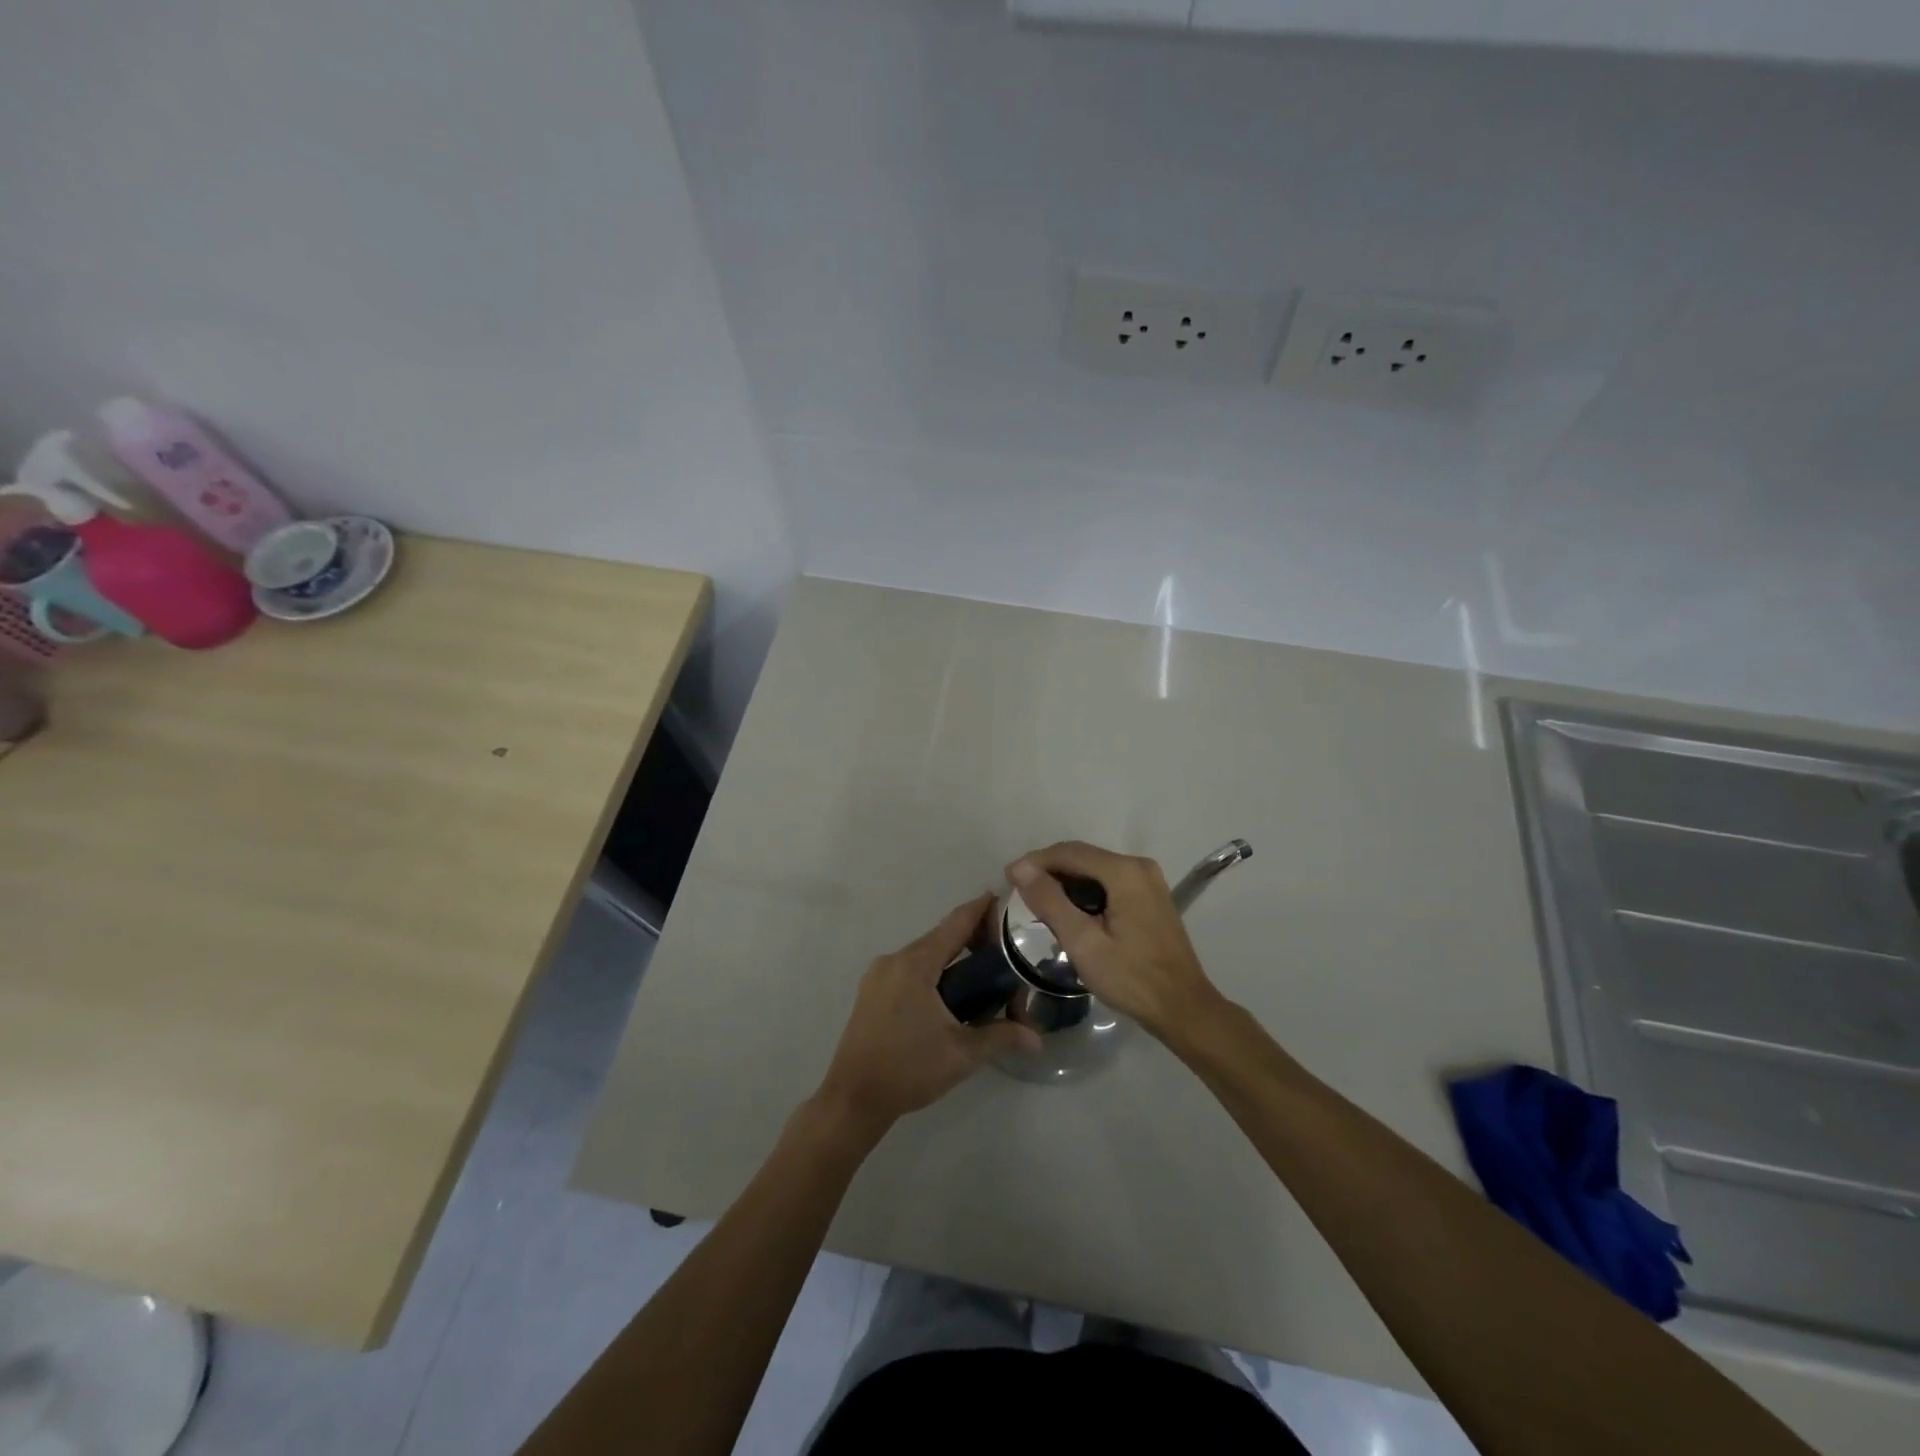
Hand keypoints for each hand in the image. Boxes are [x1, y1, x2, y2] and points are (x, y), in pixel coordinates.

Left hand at [815, 895, 1041, 1137]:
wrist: (854, 1098)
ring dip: (951, 955)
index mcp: (916, 964)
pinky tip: (950, 988)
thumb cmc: (909, 1070)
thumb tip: (1037, 1038)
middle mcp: (894, 959)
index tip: (1005, 899)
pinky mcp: (872, 990)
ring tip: (984, 968)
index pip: (955, 924)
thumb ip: (1001, 1036)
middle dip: (971, 936)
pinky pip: (909, 967)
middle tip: (1006, 945)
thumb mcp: (962, 1054)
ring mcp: (879, 974)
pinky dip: (932, 968)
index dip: (981, 909)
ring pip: (924, 953)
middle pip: (939, 936)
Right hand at [1008, 842, 1222, 1039]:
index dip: (1035, 861)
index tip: (1008, 878)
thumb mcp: (1082, 942)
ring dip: (1066, 880)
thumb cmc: (1131, 978)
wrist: (1182, 1008)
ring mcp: (1148, 880)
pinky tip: (1069, 909)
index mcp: (1124, 872)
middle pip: (1083, 856)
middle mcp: (1139, 866)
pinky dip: (1085, 889)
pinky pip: (1109, 881)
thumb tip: (1021, 868)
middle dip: (1049, 869)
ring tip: (1038, 901)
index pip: (1069, 852)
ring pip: (1095, 868)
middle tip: (1020, 890)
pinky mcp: (1151, 895)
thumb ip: (1050, 901)